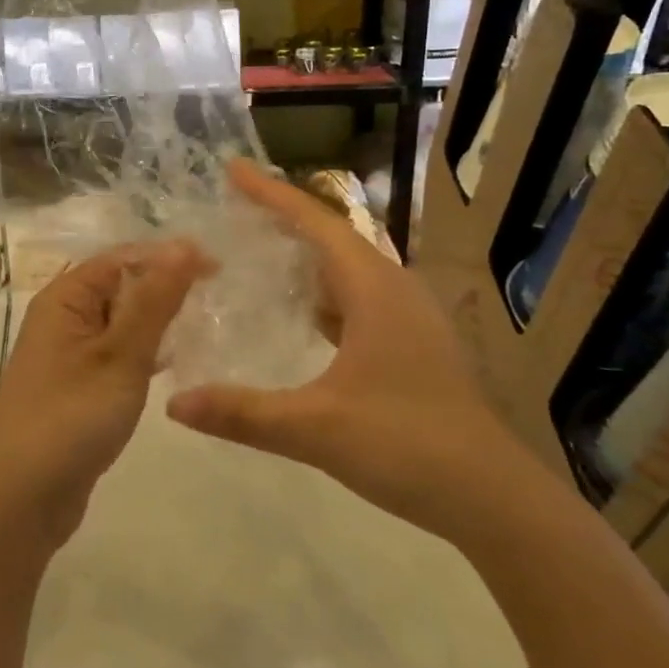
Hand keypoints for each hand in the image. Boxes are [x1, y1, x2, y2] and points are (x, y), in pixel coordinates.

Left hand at [0, 239, 211, 546]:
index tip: (219, 269)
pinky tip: (173, 362)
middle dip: (166, 287)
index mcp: (65, 297)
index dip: (169, 257)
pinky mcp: (77, 386)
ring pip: (121, 321)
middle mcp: (63, 317)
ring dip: (157, 320)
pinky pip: (116, 352)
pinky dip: (144, 351)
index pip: (123, 257)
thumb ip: (155, 299)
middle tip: (220, 297)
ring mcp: (68, 353)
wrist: (21, 499)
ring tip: (206, 325)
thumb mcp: (121, 354)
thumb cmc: (71, 417)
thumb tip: (186, 244)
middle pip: (121, 285)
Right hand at [165, 160, 538, 543]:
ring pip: (347, 268)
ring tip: (258, 250)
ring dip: (305, 255)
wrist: (493, 497)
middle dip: (283, 218)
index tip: (232, 169)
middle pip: (332, 236)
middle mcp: (393, 289)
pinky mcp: (413, 343)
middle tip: (235, 207)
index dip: (271, 194)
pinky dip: (323, 292)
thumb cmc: (407, 446)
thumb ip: (243, 414)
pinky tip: (300, 312)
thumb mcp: (316, 428)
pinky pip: (358, 297)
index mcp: (374, 289)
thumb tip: (174, 405)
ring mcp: (408, 316)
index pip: (315, 222)